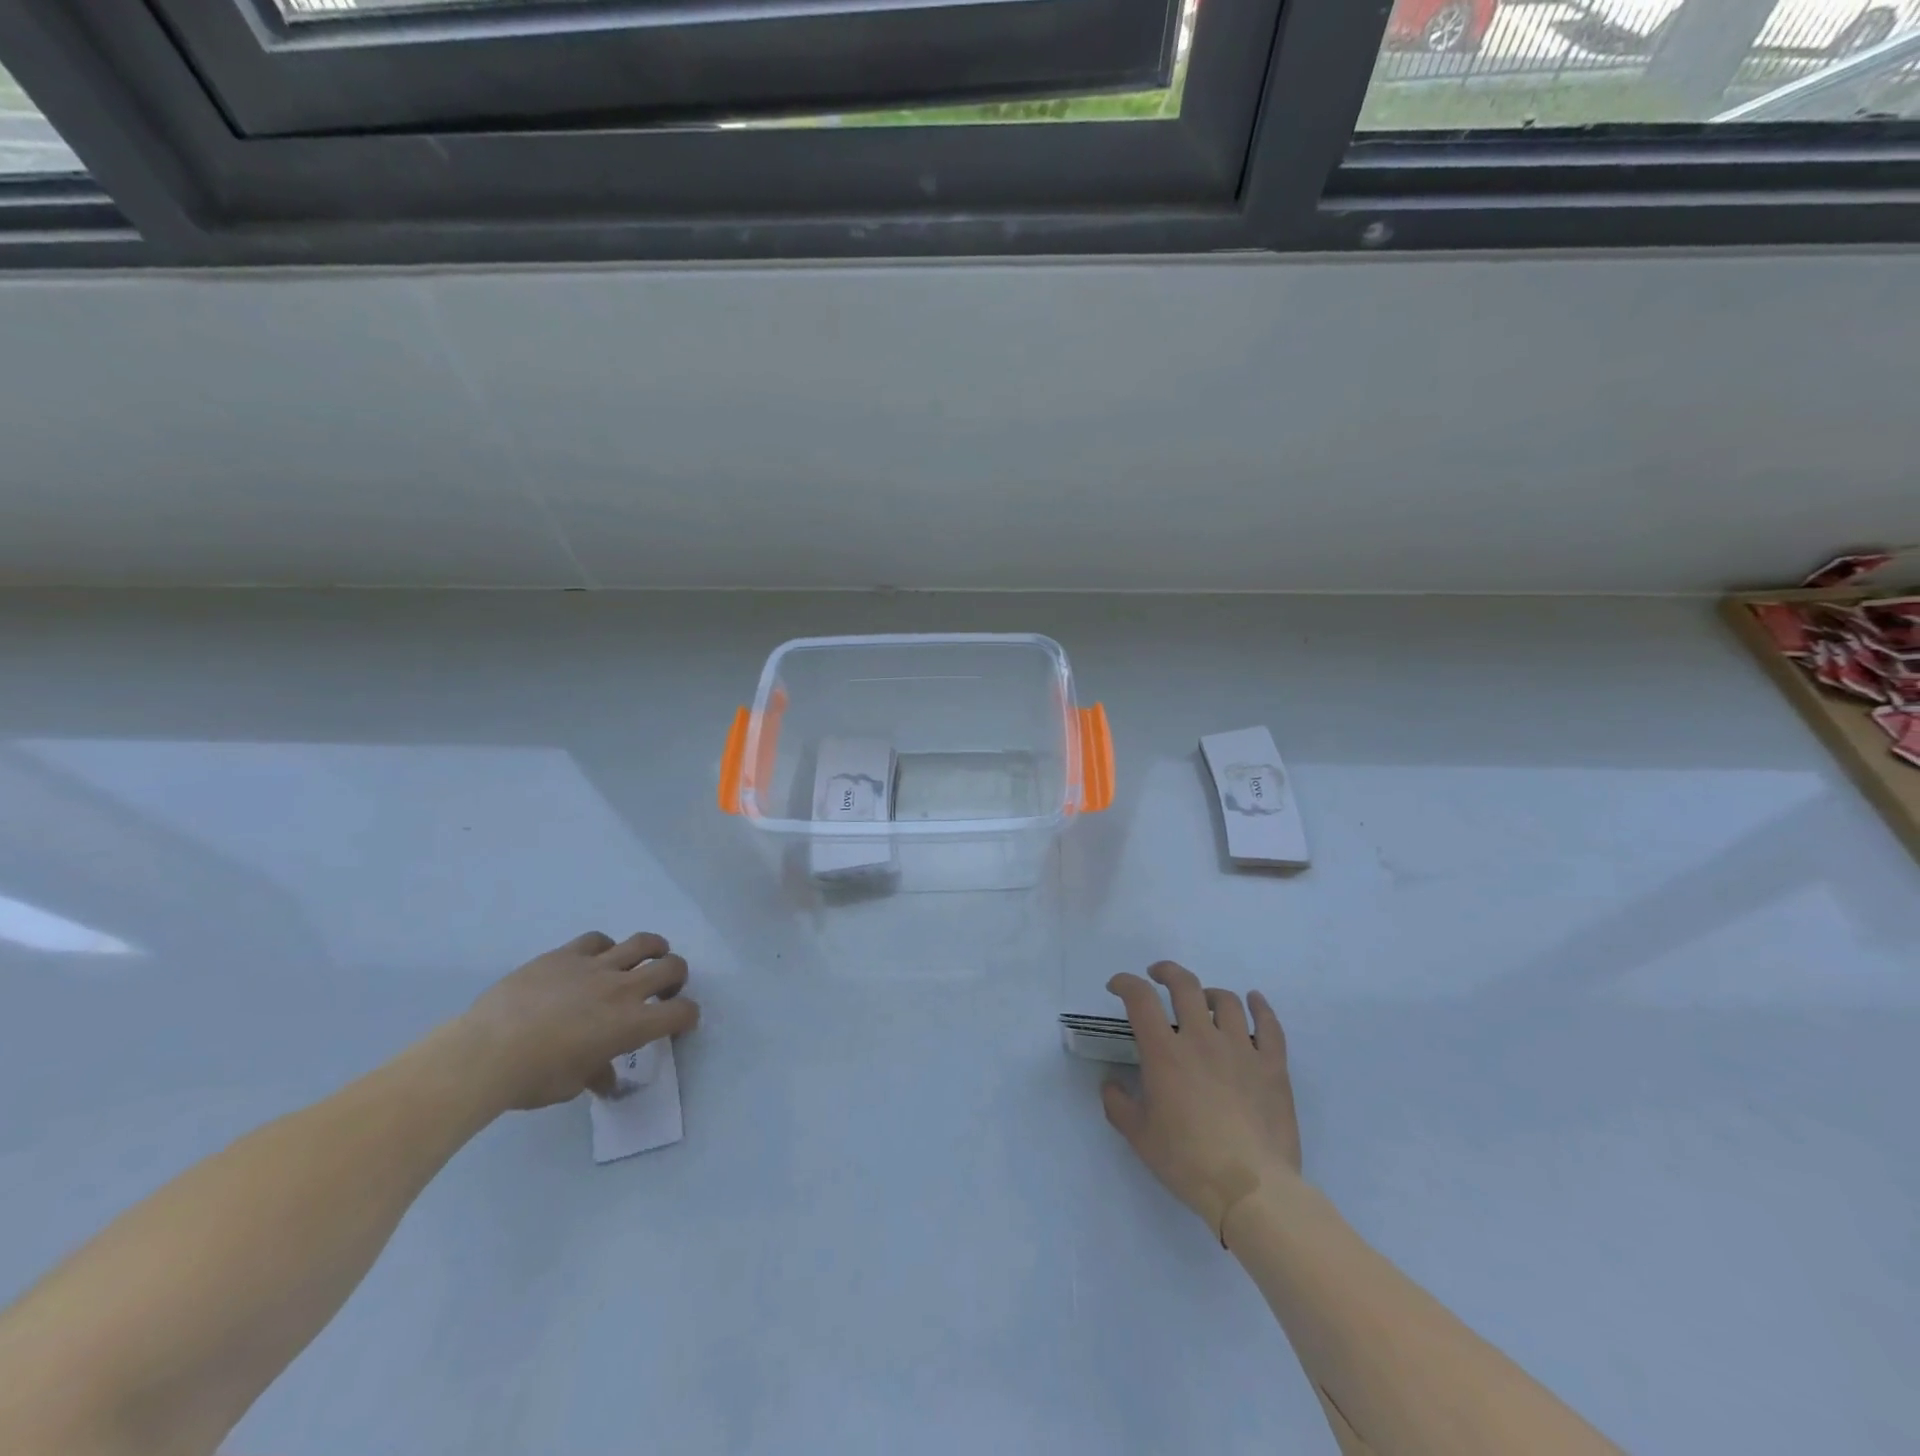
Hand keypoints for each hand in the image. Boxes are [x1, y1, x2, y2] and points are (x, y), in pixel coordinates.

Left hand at [455, 932, 698, 1111]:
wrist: (485, 1052)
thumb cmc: (532, 1078)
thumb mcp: (572, 1085)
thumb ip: (597, 1073)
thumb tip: (605, 1077)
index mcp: (630, 1025)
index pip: (680, 1013)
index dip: (688, 1017)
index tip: (681, 1023)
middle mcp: (622, 989)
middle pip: (671, 967)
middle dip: (677, 977)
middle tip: (666, 989)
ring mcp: (594, 966)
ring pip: (642, 942)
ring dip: (653, 950)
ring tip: (647, 958)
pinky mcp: (566, 954)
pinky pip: (597, 940)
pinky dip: (605, 948)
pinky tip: (596, 959)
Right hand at [1101, 961, 1300, 1240]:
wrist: (1252, 1190)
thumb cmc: (1188, 1162)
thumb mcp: (1140, 1137)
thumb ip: (1118, 1105)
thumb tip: (1110, 1085)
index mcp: (1165, 1053)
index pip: (1140, 999)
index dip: (1125, 983)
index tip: (1118, 986)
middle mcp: (1201, 1039)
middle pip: (1184, 986)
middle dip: (1167, 972)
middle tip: (1158, 976)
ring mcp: (1241, 1049)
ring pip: (1226, 1001)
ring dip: (1209, 993)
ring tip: (1203, 999)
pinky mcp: (1272, 1066)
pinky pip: (1269, 1026)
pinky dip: (1261, 1007)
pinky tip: (1254, 1000)